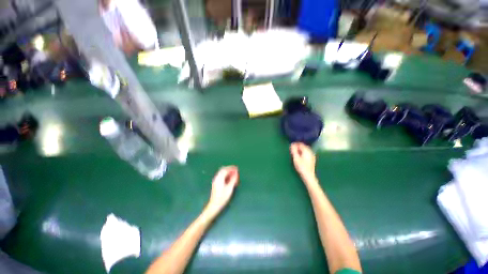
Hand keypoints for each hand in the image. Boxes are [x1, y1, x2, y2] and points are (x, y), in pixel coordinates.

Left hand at [205, 166, 238, 216]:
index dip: (231, 168)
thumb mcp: (229, 188)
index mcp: (219, 178)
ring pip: (222, 173)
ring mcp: (216, 181)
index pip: (225, 170)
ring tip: (234, 175)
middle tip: (235, 170)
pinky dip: (226, 175)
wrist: (214, 205)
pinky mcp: (216, 184)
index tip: (237, 168)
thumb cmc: (222, 197)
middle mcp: (217, 178)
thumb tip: (236, 173)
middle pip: (223, 170)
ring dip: (228, 172)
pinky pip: (221, 176)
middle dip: (229, 169)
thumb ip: (233, 180)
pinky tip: (230, 179)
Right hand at [290, 142, 316, 182]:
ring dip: (300, 149)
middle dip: (297, 146)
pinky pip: (306, 153)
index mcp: (306, 151)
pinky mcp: (312, 159)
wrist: (308, 176)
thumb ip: (294, 151)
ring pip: (305, 149)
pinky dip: (302, 152)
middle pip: (303, 146)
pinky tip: (299, 156)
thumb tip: (292, 144)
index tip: (290, 146)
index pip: (300, 144)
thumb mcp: (296, 158)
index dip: (295, 144)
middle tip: (292, 149)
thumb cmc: (301, 167)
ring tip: (295, 153)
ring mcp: (312, 155)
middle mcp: (310, 152)